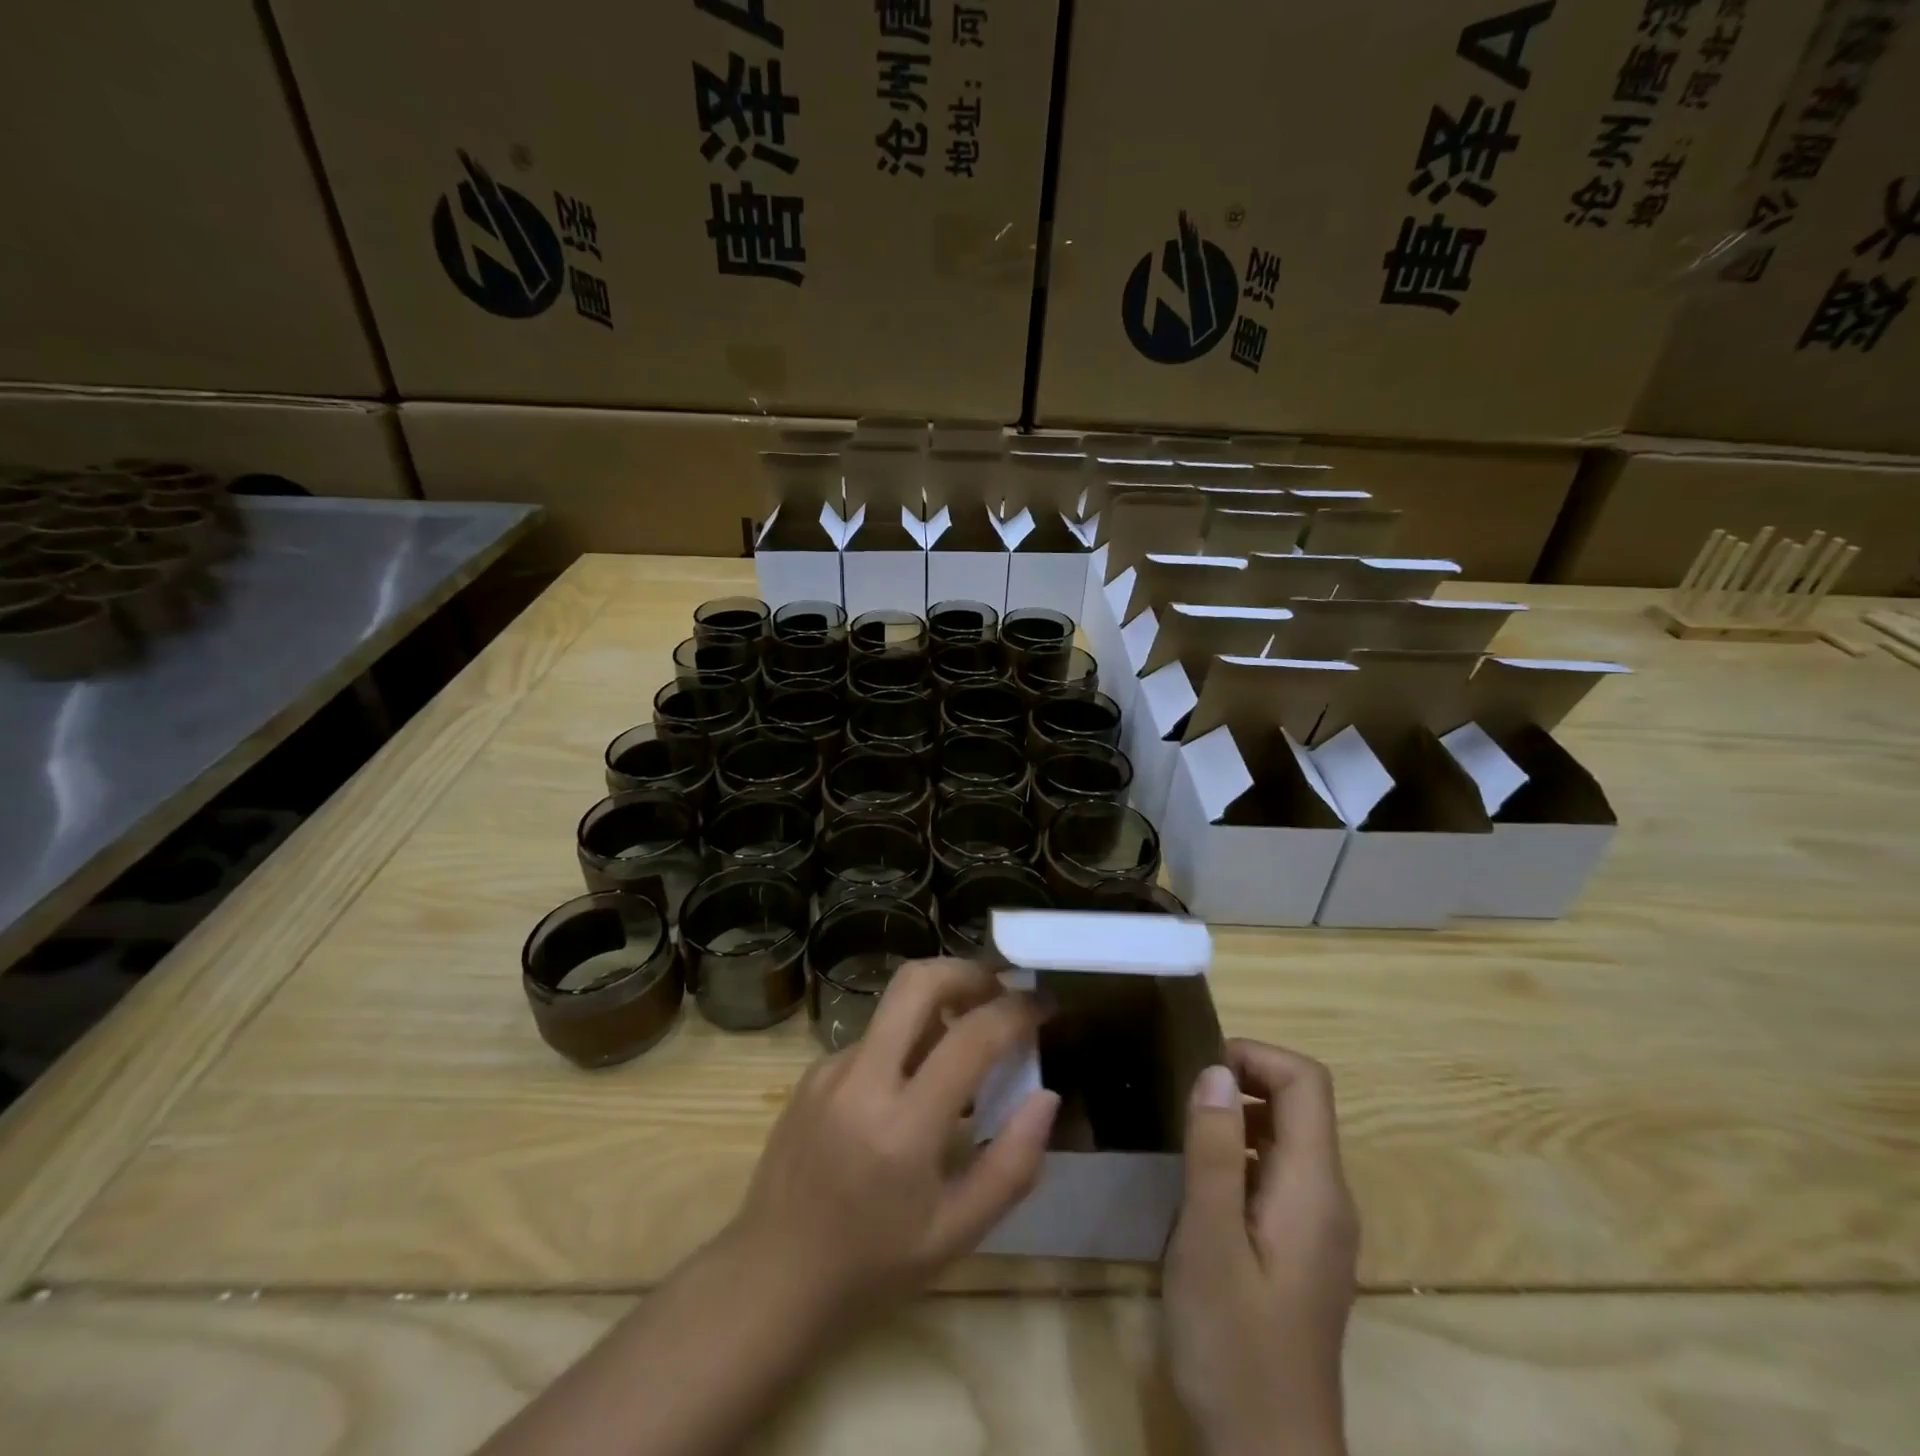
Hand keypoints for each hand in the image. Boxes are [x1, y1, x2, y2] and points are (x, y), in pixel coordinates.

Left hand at [728, 957, 1059, 1326]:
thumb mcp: (957, 1234)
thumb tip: (1047, 1096)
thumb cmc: (873, 1267)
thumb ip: (1013, 1165)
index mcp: (904, 1127)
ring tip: (965, 1047)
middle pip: (918, 981)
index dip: (1016, 1011)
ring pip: (894, 1007)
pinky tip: (912, 1087)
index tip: (1044, 1005)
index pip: (970, 1037)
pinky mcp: (812, 1072)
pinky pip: (873, 1038)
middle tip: (1001, 992)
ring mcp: (830, 1069)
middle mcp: (862, 1080)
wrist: (771, 1279)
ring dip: (938, 1007)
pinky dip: (905, 1043)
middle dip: (968, 972)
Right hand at [1163, 1041, 1359, 1455]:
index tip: (1198, 1071)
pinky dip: (1239, 1153)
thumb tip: (1215, 1070)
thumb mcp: (1209, 1243)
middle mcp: (1328, 1197)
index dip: (1254, 1056)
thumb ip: (1212, 1152)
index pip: (1306, 1081)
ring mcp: (1319, 1226)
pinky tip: (1199, 1185)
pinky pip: (1276, 1172)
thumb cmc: (1234, 1348)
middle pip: (1300, 1104)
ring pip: (1286, 1137)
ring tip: (1181, 1133)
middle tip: (1179, 1099)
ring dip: (1236, 1117)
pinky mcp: (1302, 1249)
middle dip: (1241, 1081)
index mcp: (1315, 1188)